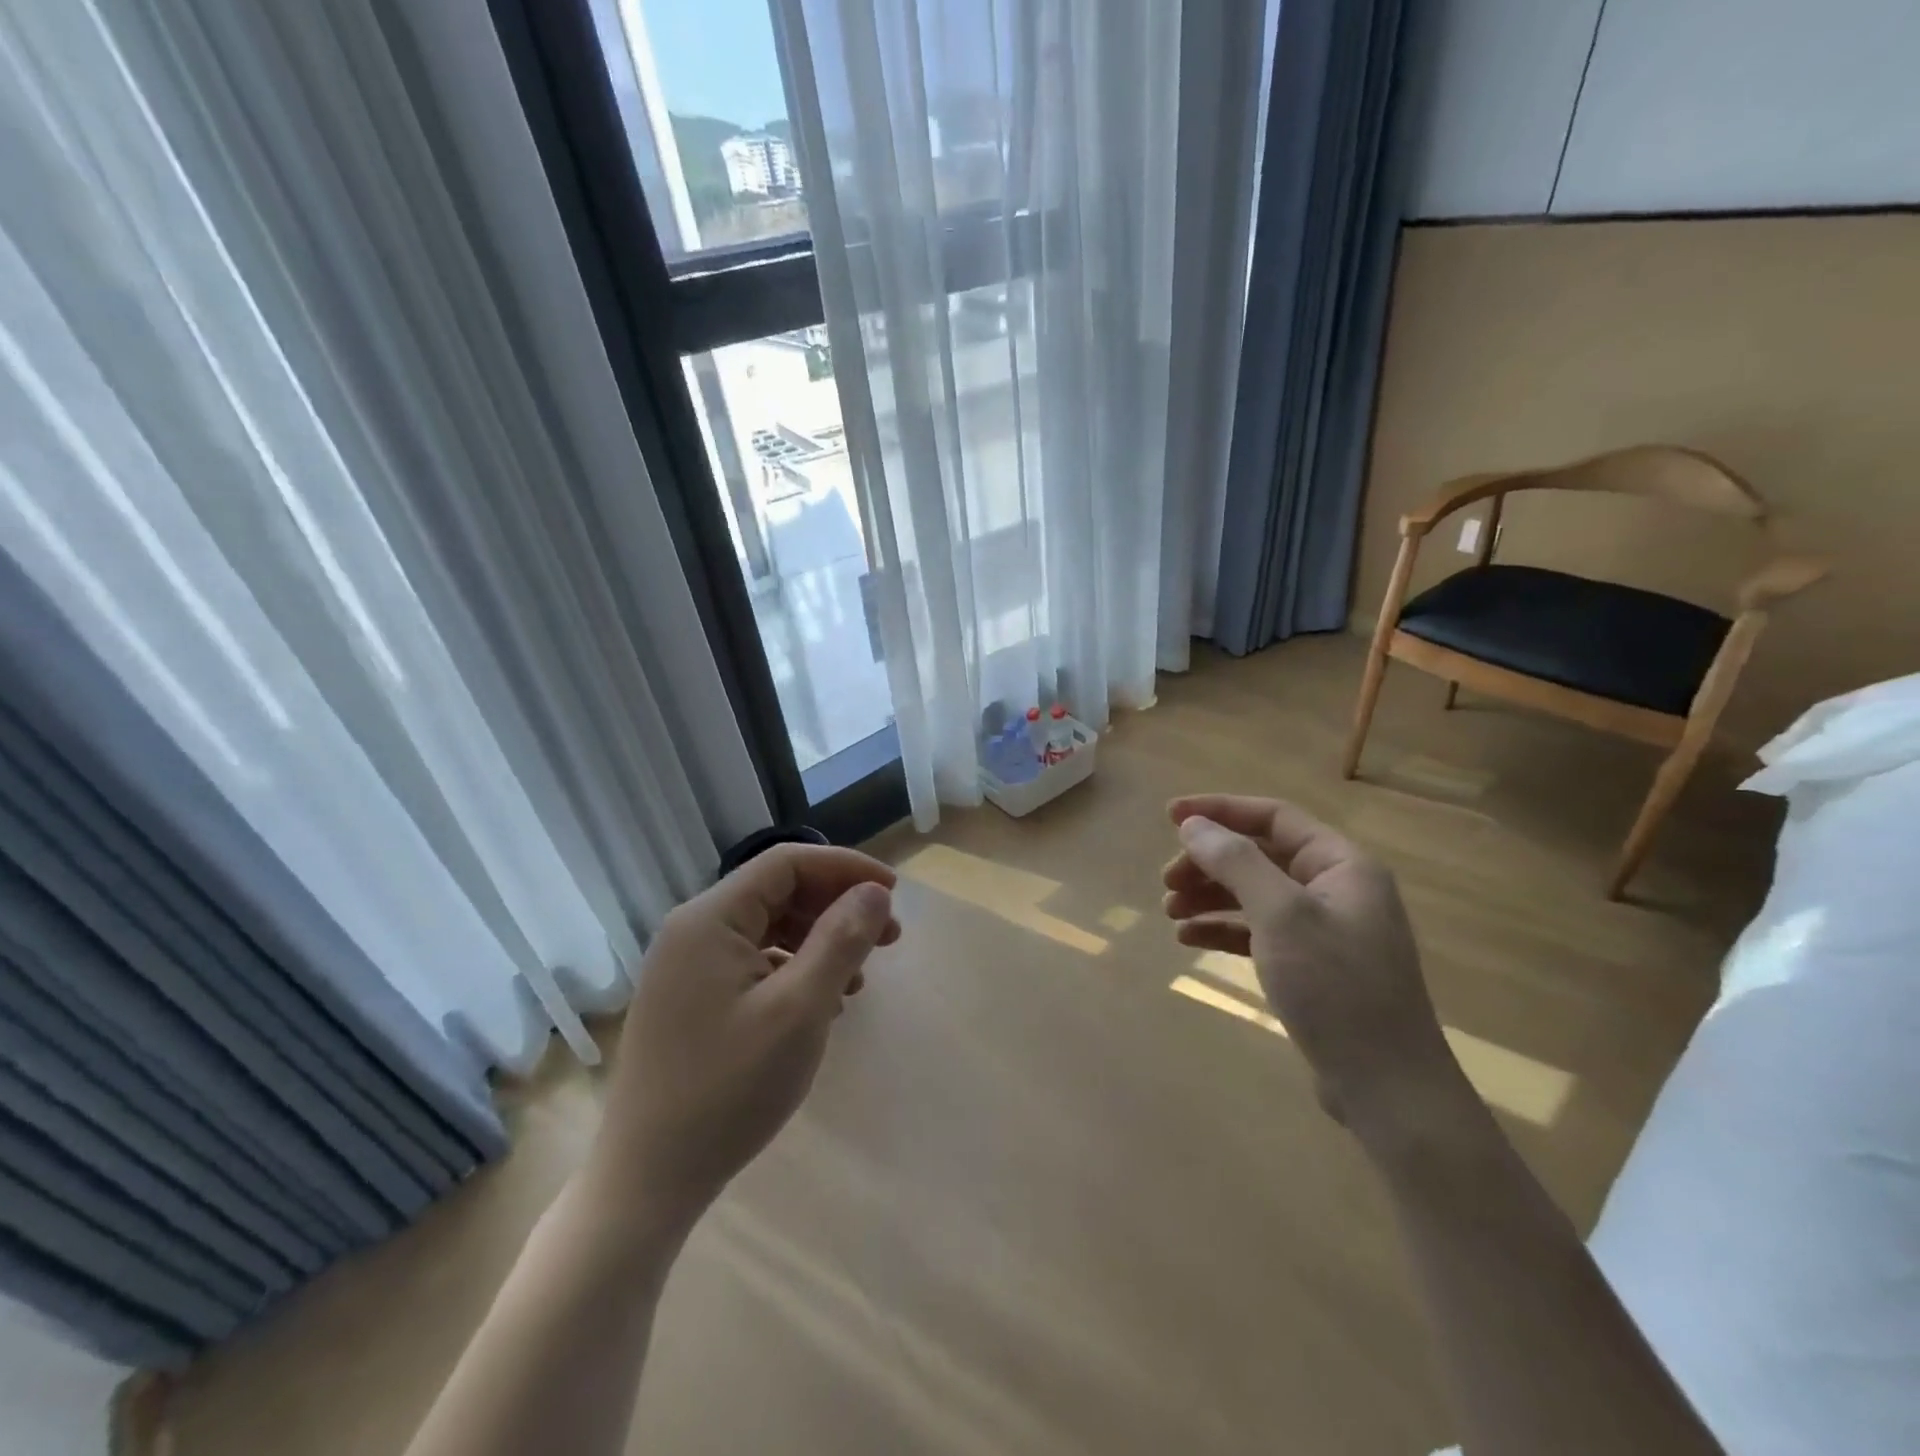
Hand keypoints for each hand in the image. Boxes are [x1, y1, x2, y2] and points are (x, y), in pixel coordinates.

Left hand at [590, 844, 900, 1236]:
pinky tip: (823, 1005)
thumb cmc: (728, 1088)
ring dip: (820, 941)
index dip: (845, 869)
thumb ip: (840, 940)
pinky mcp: (690, 1000)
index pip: (787, 863)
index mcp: (709, 919)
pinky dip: (794, 970)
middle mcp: (693, 930)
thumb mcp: (799, 1010)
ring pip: (769, 929)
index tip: (893, 893)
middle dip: (837, 907)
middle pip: (778, 893)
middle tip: (889, 938)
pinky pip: (753, 963)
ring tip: (860, 979)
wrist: (647, 1182)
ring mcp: (687, 967)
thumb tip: (874, 892)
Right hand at [1162, 795, 1463, 1133]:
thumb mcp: (1281, 915)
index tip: (1170, 816)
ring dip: (1210, 896)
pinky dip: (1223, 929)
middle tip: (1166, 881)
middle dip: (1209, 862)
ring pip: (1255, 894)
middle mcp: (1335, 888)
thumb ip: (1236, 862)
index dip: (1219, 810)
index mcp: (1341, 864)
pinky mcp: (1311, 966)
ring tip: (1170, 911)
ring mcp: (1324, 930)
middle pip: (1260, 856)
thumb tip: (1194, 825)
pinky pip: (1258, 931)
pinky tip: (1189, 939)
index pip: (1273, 817)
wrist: (1386, 1089)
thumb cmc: (1336, 988)